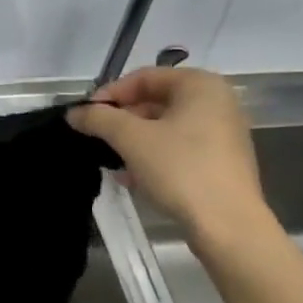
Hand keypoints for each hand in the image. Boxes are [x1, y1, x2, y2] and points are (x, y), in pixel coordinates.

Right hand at [70, 67, 273, 244]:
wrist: (228, 224)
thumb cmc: (180, 169)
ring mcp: (223, 133)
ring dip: (134, 142)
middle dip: (122, 121)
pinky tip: (132, 178)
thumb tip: (74, 113)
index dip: (110, 94)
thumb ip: (99, 119)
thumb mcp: (131, 139)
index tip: (86, 116)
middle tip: (96, 139)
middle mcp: (217, 102)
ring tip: (111, 161)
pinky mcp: (222, 162)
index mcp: (200, 85)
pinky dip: (154, 157)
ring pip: (166, 128)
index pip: (144, 78)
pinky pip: (179, 149)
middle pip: (156, 102)